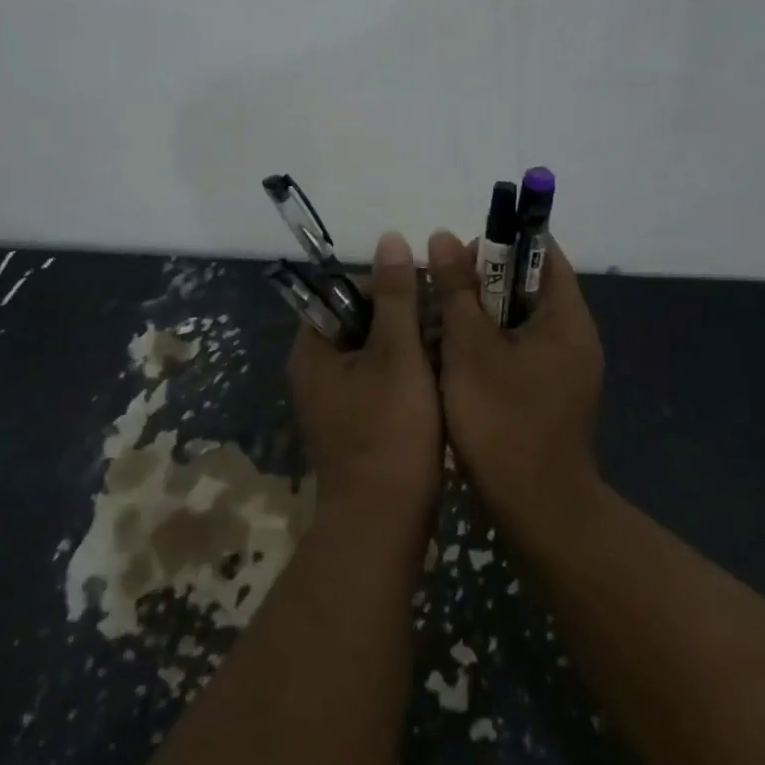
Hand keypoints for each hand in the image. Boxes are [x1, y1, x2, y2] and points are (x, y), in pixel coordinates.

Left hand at [287, 231, 443, 536]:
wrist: (383, 525)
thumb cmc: (389, 433)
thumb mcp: (397, 354)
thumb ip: (396, 296)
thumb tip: (390, 238)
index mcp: (314, 348)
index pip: (345, 292)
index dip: (388, 286)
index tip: (429, 295)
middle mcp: (316, 371)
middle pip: (362, 322)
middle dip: (405, 317)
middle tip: (446, 321)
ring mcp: (335, 400)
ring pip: (376, 353)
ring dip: (411, 346)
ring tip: (451, 347)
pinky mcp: (356, 423)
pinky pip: (381, 382)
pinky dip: (408, 374)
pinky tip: (443, 378)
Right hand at [426, 229, 605, 547]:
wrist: (536, 509)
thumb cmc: (502, 420)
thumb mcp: (469, 347)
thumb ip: (457, 289)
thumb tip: (444, 236)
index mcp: (566, 317)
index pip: (543, 254)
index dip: (502, 243)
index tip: (460, 254)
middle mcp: (573, 337)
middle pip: (527, 287)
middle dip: (482, 282)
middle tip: (439, 290)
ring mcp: (564, 369)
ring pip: (518, 321)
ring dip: (479, 315)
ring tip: (438, 322)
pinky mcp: (549, 395)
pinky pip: (518, 351)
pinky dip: (488, 346)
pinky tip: (453, 359)